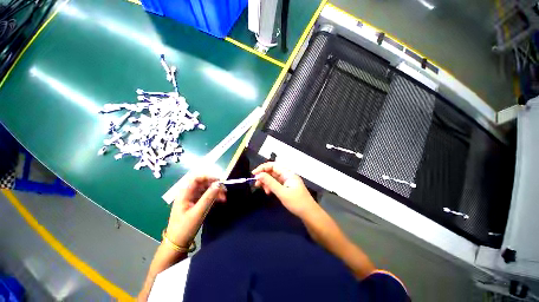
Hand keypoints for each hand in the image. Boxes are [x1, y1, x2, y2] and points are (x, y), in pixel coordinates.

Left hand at [166, 175, 225, 247]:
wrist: (176, 245)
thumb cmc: (185, 228)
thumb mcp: (198, 212)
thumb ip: (208, 197)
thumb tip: (218, 184)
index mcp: (184, 194)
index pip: (196, 179)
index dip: (208, 177)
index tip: (219, 181)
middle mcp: (187, 195)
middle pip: (202, 184)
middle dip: (214, 186)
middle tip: (225, 191)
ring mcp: (191, 200)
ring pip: (205, 191)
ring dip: (215, 192)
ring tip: (224, 198)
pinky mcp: (195, 206)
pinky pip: (205, 198)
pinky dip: (213, 198)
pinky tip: (220, 201)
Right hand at [252, 162, 317, 217]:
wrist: (309, 213)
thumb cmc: (296, 202)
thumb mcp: (282, 192)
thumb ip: (270, 182)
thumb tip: (258, 175)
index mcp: (288, 173)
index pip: (273, 165)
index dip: (262, 168)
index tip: (253, 174)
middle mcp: (287, 175)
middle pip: (272, 171)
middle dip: (264, 176)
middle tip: (256, 184)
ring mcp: (287, 181)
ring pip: (273, 178)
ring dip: (267, 182)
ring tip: (264, 190)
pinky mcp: (287, 187)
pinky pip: (276, 183)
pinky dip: (271, 186)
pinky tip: (268, 192)